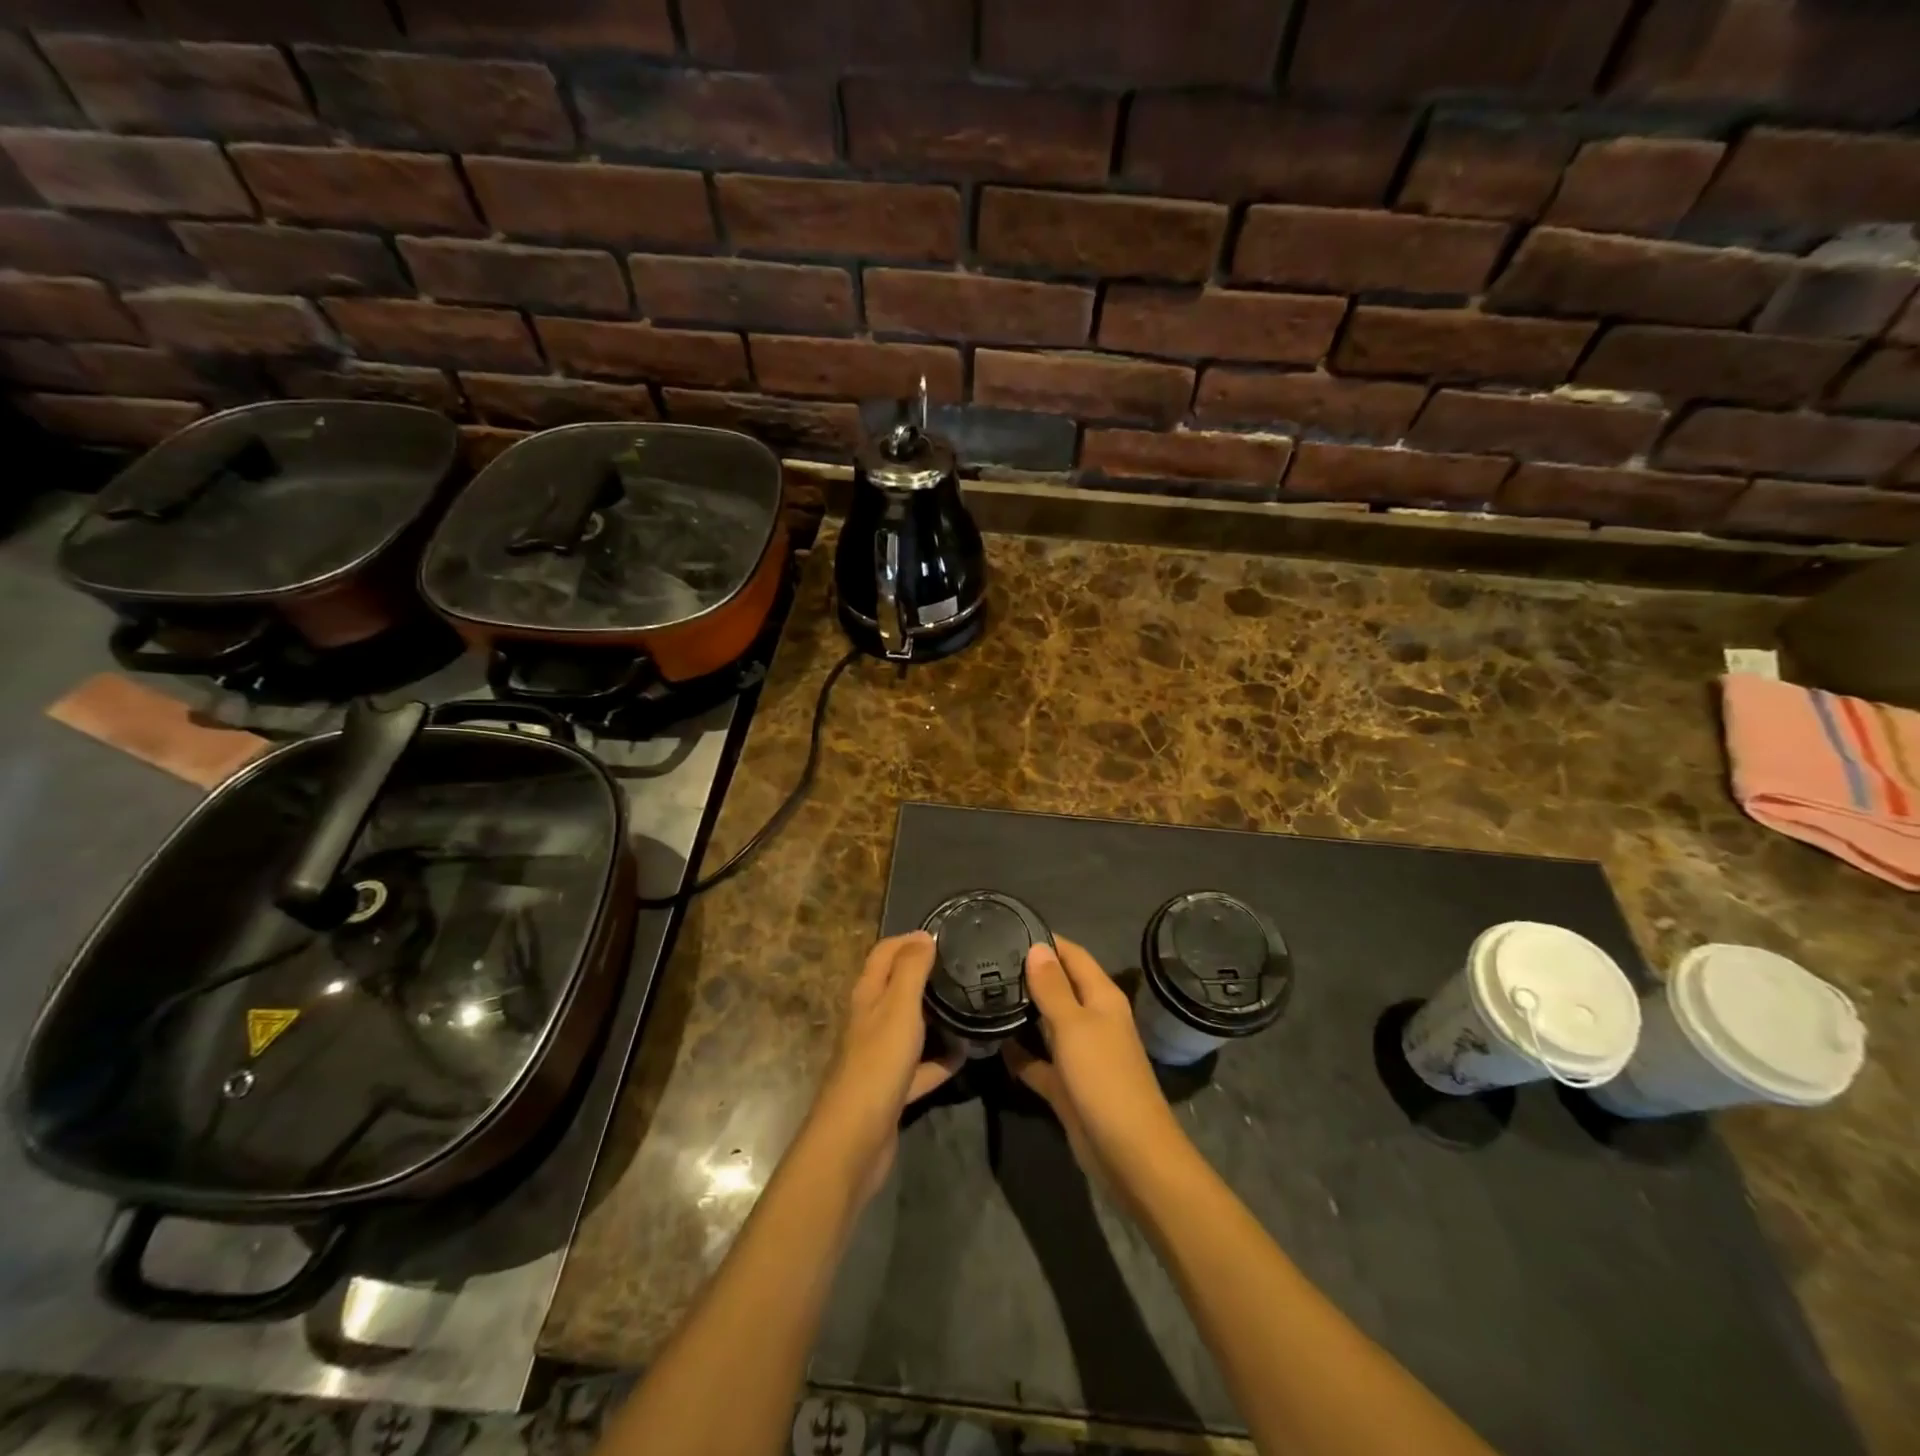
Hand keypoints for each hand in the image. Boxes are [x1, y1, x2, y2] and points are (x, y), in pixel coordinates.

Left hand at [808, 931, 962, 1202]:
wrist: (855, 1139)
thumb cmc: (878, 1064)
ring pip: (910, 1026)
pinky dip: (941, 1059)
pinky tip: (966, 1055)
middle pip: (897, 987)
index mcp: (868, 995)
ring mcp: (880, 1056)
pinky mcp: (891, 1088)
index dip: (909, 940)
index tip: (944, 936)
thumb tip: (924, 935)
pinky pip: (921, 1066)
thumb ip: (911, 969)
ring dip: (936, 1016)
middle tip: (964, 968)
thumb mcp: (899, 1008)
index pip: (884, 953)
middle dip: (926, 974)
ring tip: (969, 1005)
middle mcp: (870, 1020)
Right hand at [1004, 938, 1184, 1186]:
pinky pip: (1039, 1062)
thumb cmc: (1104, 1078)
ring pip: (1047, 1023)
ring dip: (1022, 1012)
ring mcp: (1080, 1054)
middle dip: (1027, 974)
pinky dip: (1020, 1054)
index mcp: (1101, 998)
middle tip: (984, 961)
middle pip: (1059, 987)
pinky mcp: (1067, 1085)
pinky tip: (991, 1044)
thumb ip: (1053, 988)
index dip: (1045, 941)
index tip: (1007, 928)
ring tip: (982, 994)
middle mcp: (1092, 1019)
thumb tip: (1037, 946)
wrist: (1129, 1154)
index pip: (1072, 955)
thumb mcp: (1075, 1026)